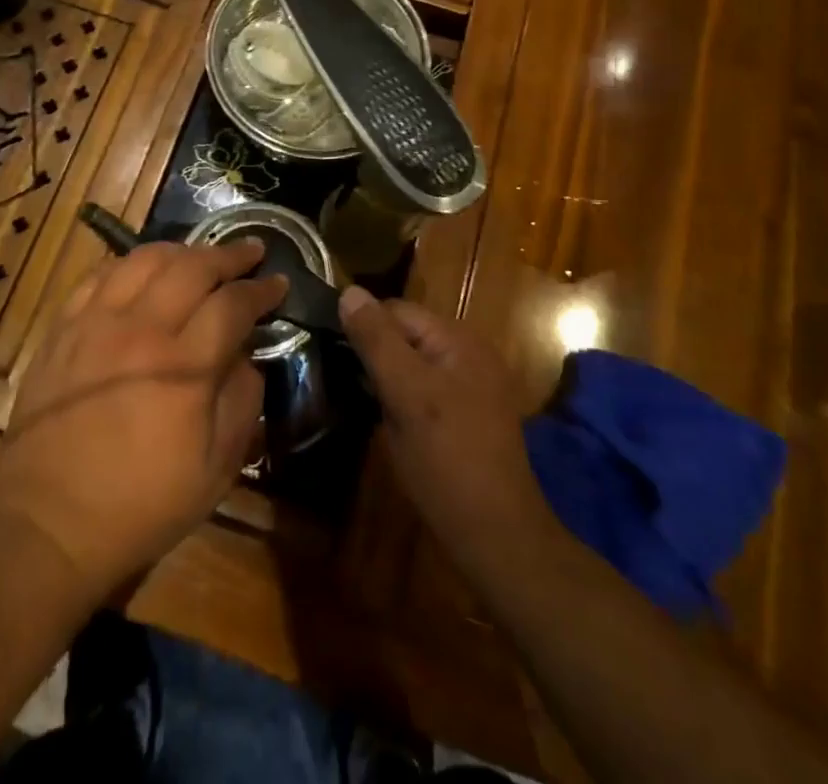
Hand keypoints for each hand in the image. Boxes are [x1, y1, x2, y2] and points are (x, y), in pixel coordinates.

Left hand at [0, 240, 286, 600]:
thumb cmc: (142, 503)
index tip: (278, 282)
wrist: (50, 522)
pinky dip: (130, 264)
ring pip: (145, 260)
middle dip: (229, 255)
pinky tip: (143, 270)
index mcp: (184, 367)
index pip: (232, 304)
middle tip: (250, 251)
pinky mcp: (63, 329)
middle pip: (192, 267)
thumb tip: (246, 356)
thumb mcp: (217, 469)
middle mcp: (141, 330)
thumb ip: (243, 401)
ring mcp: (96, 323)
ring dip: (181, 250)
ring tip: (200, 255)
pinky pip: (100, 276)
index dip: (261, 289)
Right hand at [339, 288, 551, 577]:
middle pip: (407, 334)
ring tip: (362, 398)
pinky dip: (405, 395)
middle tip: (343, 379)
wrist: (497, 537)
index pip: (397, 310)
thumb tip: (348, 291)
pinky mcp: (470, 415)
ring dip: (388, 375)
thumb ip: (377, 340)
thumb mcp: (405, 394)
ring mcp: (473, 386)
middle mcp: (470, 353)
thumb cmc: (447, 460)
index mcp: (458, 339)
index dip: (363, 326)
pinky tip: (390, 419)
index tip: (330, 351)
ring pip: (414, 363)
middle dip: (376, 351)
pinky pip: (427, 387)